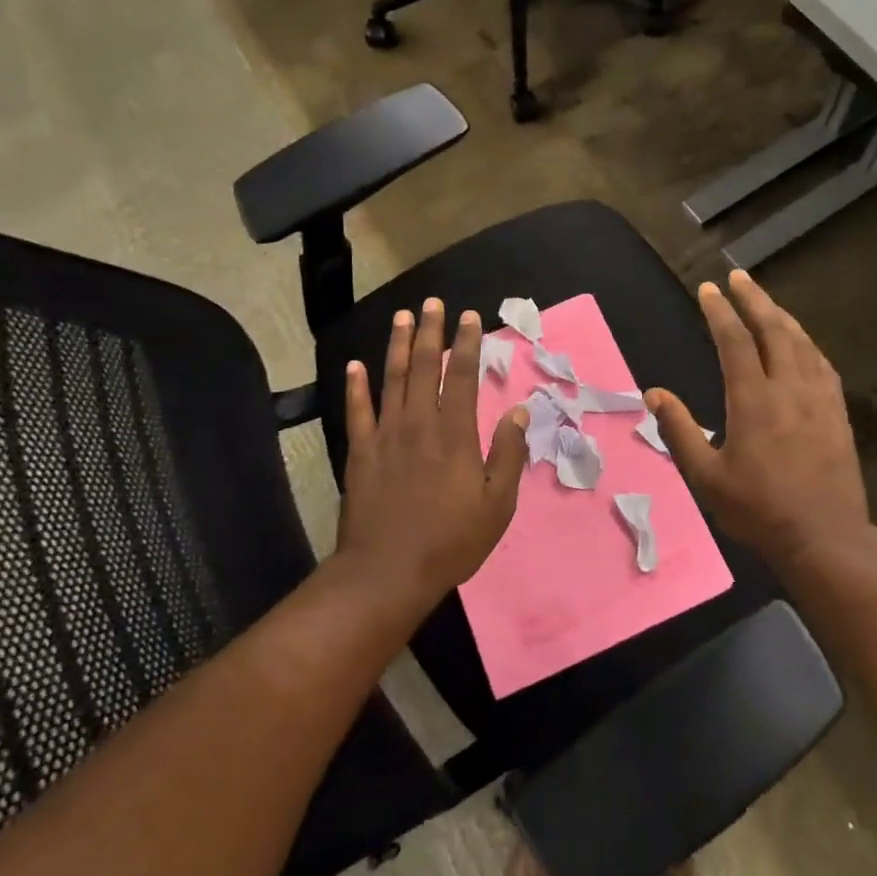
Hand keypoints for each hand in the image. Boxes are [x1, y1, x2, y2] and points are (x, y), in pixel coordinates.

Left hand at [337, 299, 530, 609]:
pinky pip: (358, 411)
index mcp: (455, 435)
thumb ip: (509, 454)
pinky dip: (356, 386)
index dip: (467, 344)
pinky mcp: (360, 453)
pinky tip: (356, 365)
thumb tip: (520, 411)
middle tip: (433, 303)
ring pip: (392, 380)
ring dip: (398, 346)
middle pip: (425, 367)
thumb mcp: (497, 504)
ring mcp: (386, 436)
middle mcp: (420, 424)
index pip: (463, 377)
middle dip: (430, 332)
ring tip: (402, 317)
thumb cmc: (450, 541)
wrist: (387, 572)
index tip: (469, 317)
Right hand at [646, 270, 871, 571]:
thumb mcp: (706, 476)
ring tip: (766, 301)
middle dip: (754, 299)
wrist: (825, 538)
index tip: (708, 289)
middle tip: (739, 277)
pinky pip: (822, 365)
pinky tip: (802, 343)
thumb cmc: (758, 509)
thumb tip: (653, 394)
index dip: (720, 311)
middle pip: (773, 329)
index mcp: (753, 399)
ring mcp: (818, 399)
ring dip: (781, 316)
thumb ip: (679, 430)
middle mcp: (788, 388)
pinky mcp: (837, 413)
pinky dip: (807, 344)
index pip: (734, 341)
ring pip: (801, 343)